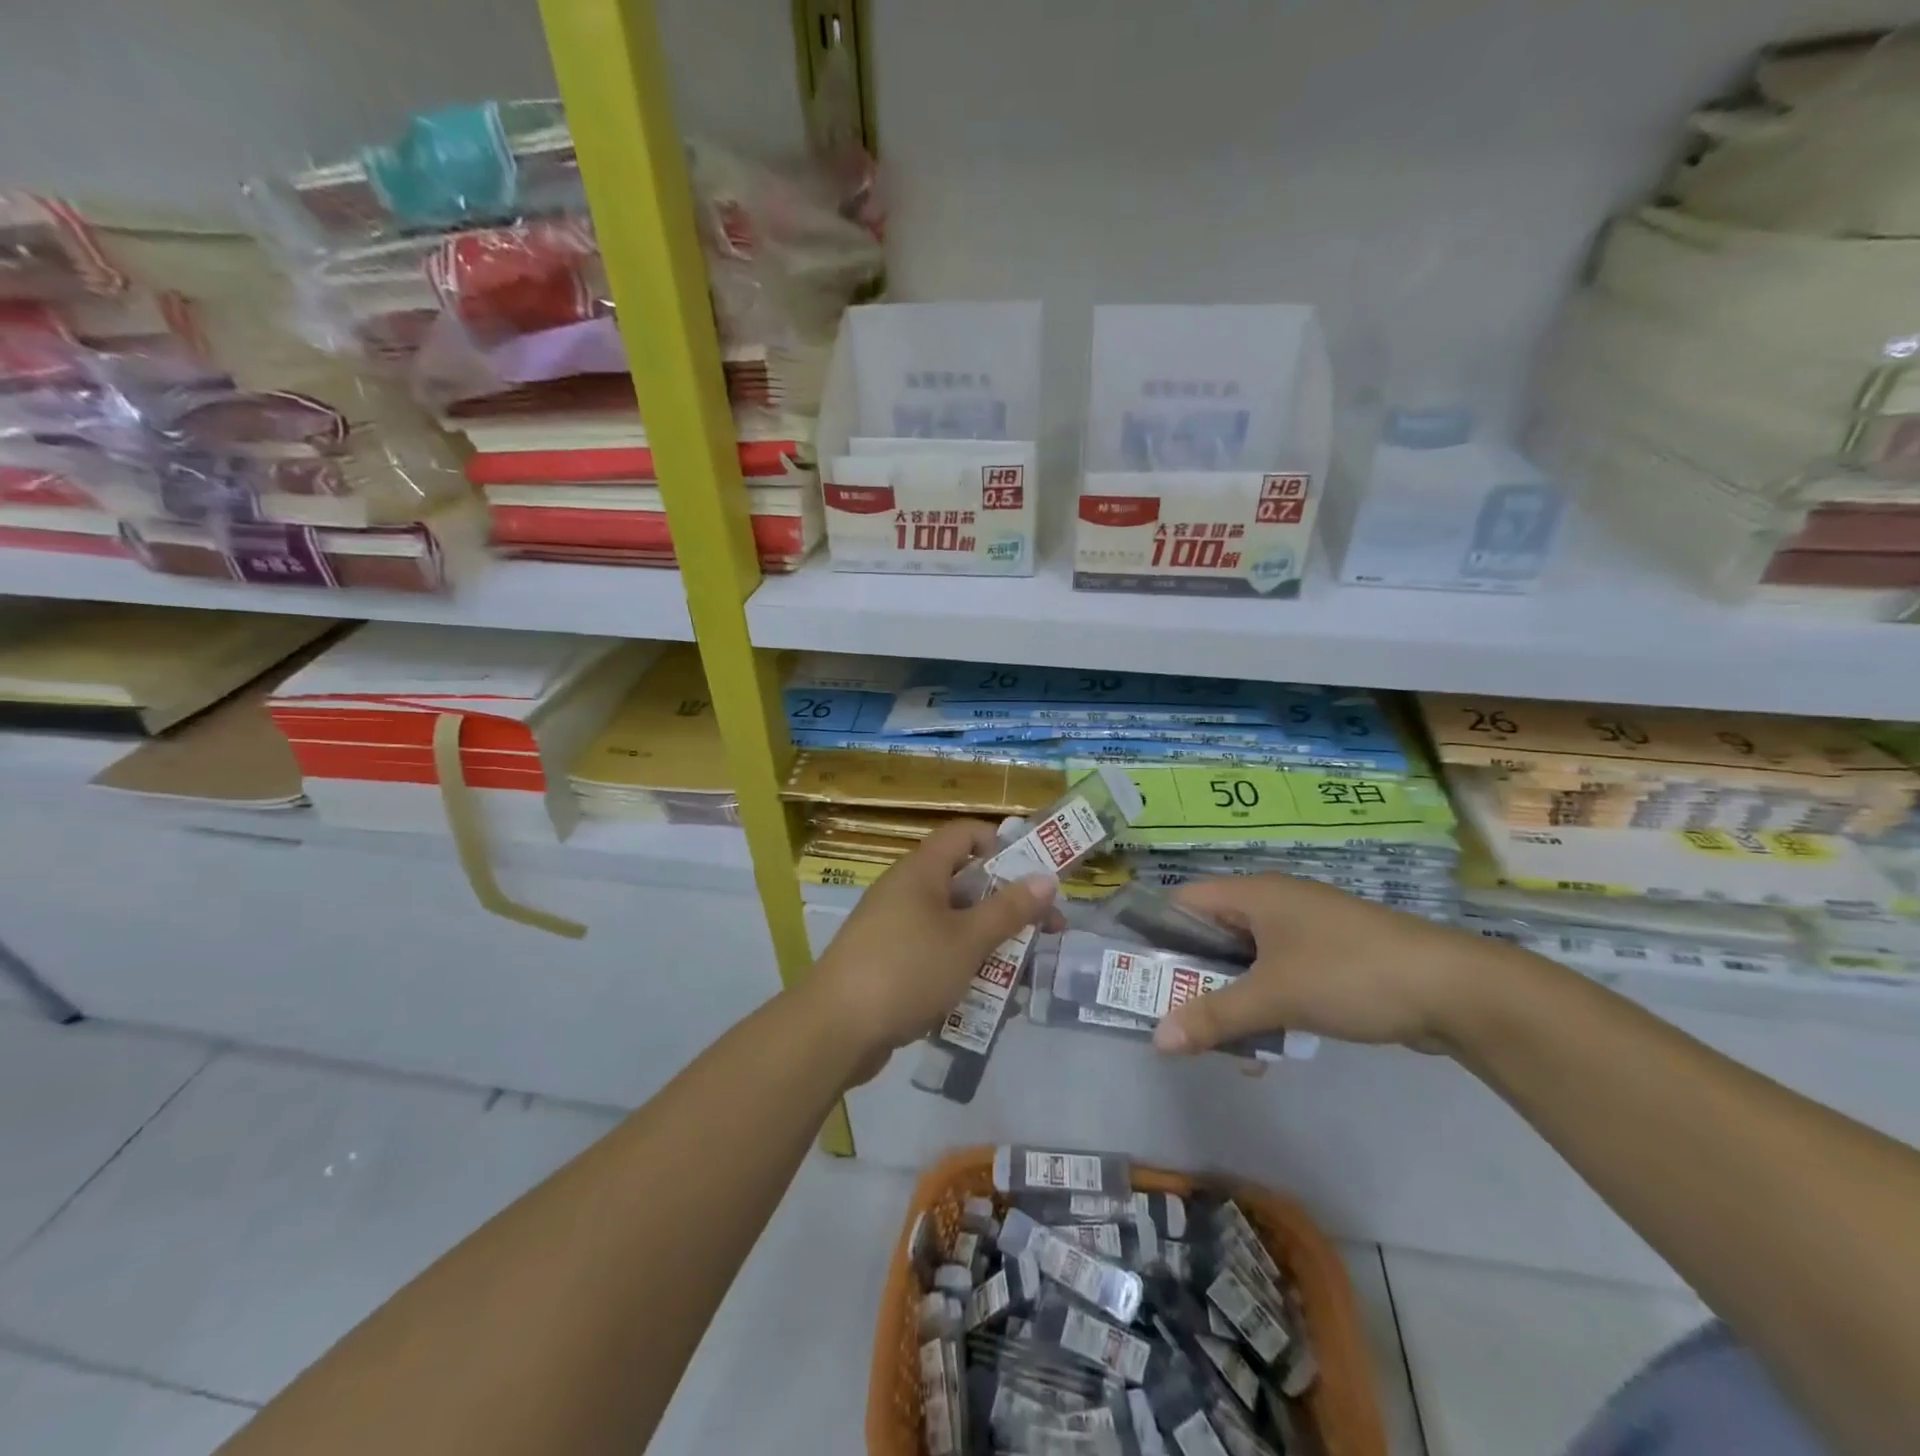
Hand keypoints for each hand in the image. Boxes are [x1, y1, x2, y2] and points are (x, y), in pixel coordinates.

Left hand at [807, 819, 1062, 1067]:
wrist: (835, 1029)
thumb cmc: (907, 969)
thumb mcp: (968, 939)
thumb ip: (1009, 909)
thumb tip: (1046, 878)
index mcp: (921, 870)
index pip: (965, 835)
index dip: (1002, 845)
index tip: (1034, 875)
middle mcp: (906, 891)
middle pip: (965, 884)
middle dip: (1007, 907)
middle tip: (1046, 932)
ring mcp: (894, 929)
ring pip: (954, 925)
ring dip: (989, 945)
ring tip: (1023, 978)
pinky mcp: (889, 964)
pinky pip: (935, 955)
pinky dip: (962, 970)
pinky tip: (987, 1002)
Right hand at [1153, 873, 1523, 1055]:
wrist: (1455, 990)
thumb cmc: (1349, 974)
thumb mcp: (1275, 996)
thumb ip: (1214, 1016)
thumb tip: (1157, 1040)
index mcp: (1255, 895)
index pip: (1184, 901)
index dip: (1155, 931)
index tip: (1135, 971)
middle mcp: (1276, 904)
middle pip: (1213, 934)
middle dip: (1190, 975)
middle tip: (1168, 1014)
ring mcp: (1306, 931)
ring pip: (1247, 961)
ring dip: (1229, 998)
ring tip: (1215, 1042)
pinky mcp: (1332, 958)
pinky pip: (1280, 976)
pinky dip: (1265, 1005)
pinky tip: (1266, 1048)